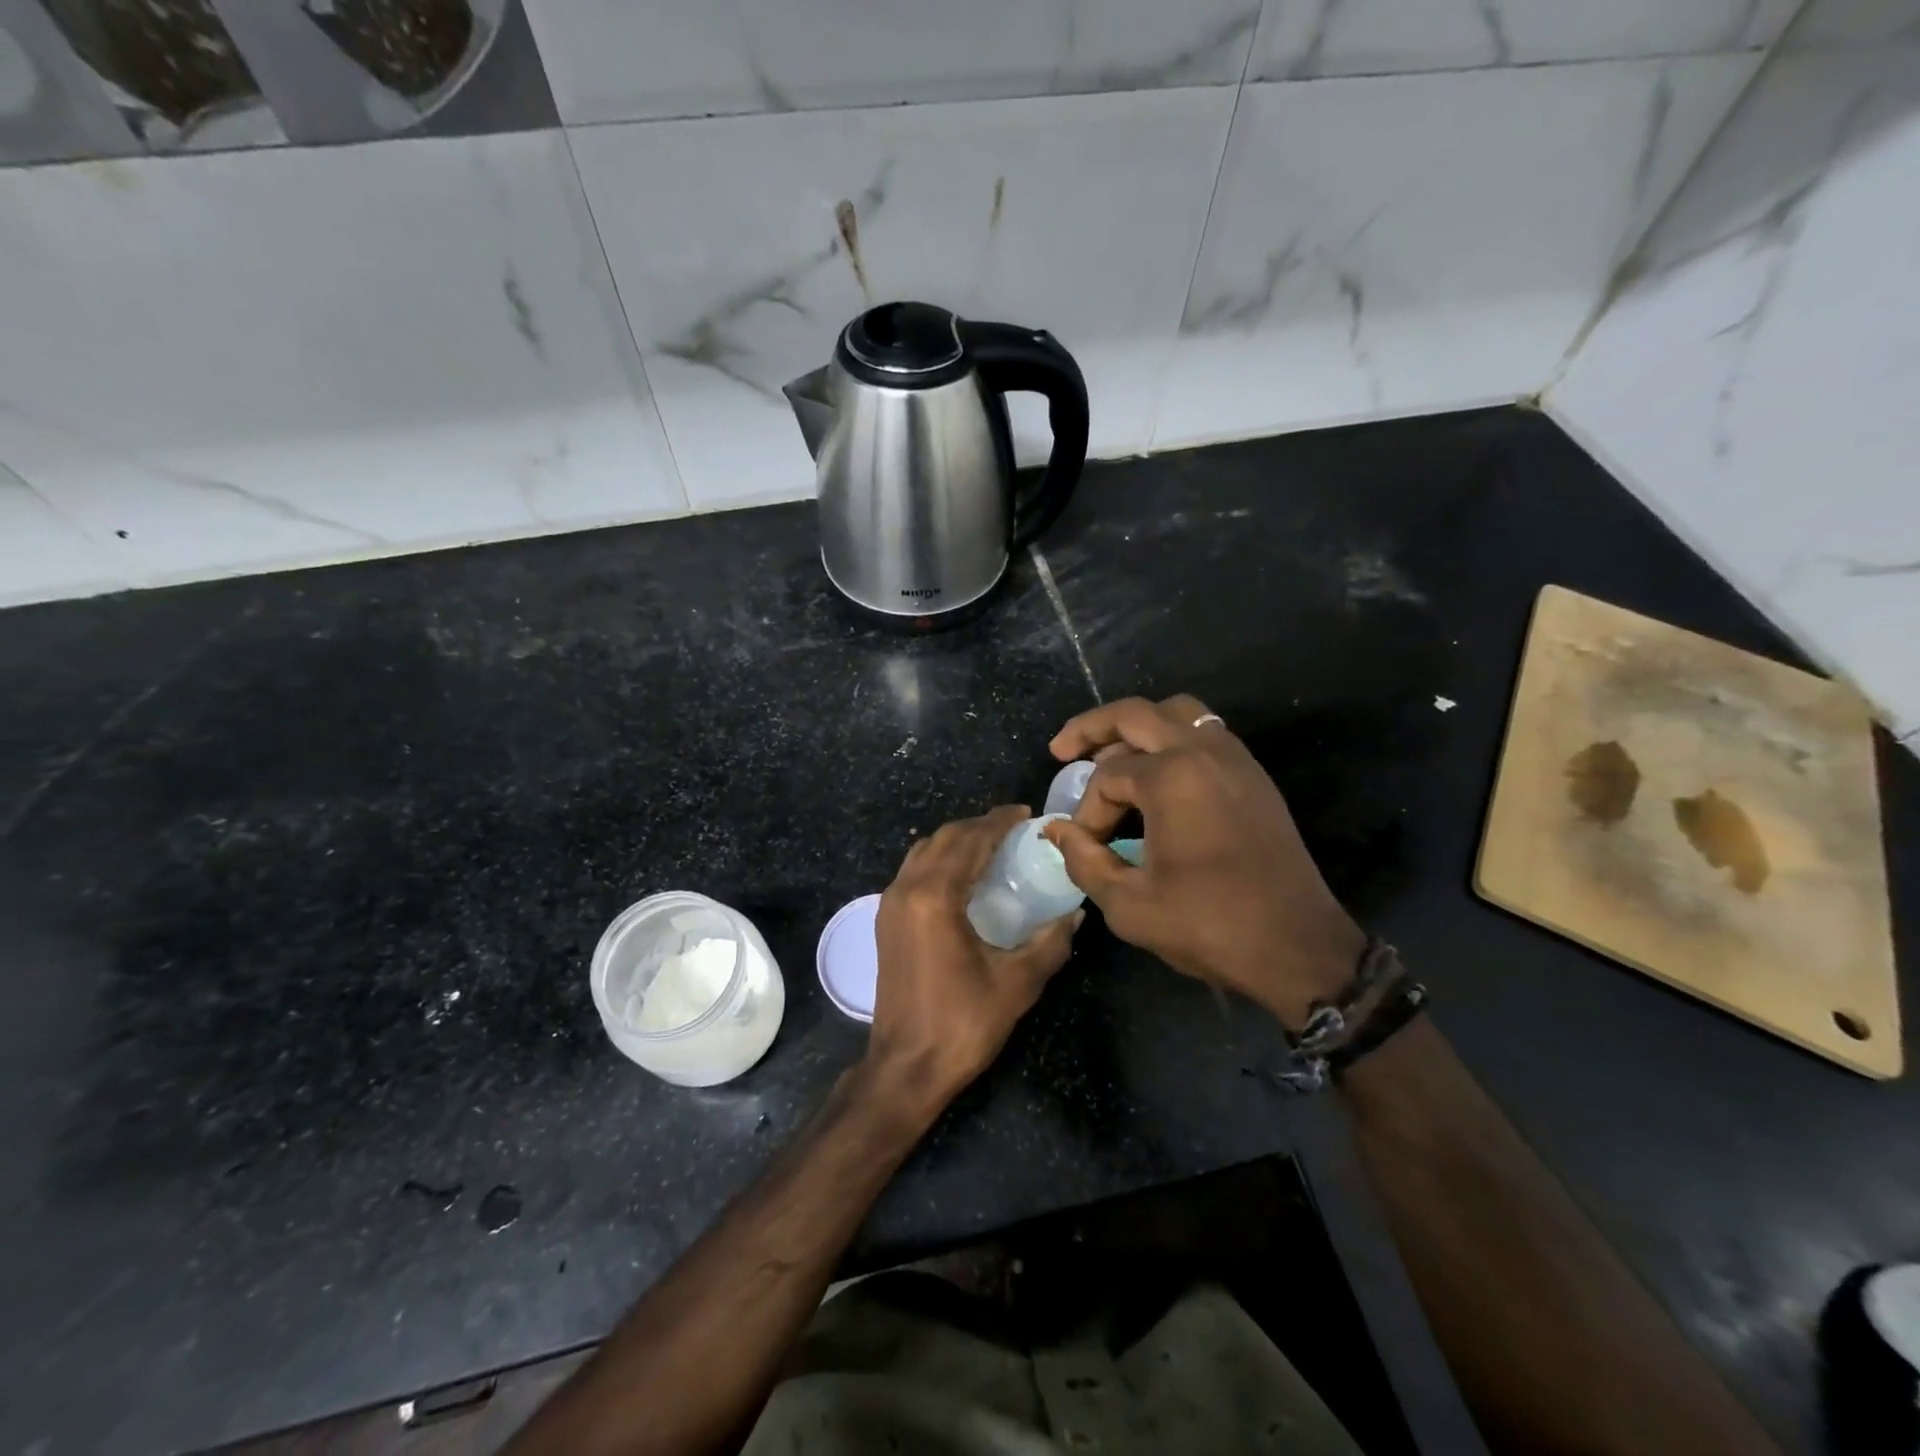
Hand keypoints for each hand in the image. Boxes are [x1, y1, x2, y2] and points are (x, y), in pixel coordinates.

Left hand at [863, 806, 1079, 1118]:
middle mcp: (906, 889)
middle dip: (979, 827)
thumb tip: (1076, 914)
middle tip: (1014, 829)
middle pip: (944, 838)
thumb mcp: (1017, 983)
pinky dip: (939, 860)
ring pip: (923, 851)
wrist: (905, 1067)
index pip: (970, 840)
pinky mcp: (885, 921)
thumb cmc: (962, 1024)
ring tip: (991, 847)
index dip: (998, 822)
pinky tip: (963, 878)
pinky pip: (913, 871)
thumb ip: (1050, 942)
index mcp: (934, 896)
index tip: (1025, 814)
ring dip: (956, 841)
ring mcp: (890, 904)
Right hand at [1044, 696, 1364, 1028]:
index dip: (1087, 812)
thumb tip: (1055, 830)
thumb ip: (1083, 860)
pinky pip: (1206, 735)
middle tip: (1062, 750)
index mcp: (1173, 777)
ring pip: (1178, 713)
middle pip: (1137, 714)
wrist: (1298, 947)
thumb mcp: (1129, 904)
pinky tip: (1157, 776)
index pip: (1107, 777)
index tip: (1088, 848)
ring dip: (1139, 727)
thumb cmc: (1210, 925)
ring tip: (1112, 756)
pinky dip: (1172, 741)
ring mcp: (1236, 760)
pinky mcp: (1254, 777)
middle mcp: (1205, 752)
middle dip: (1092, 728)